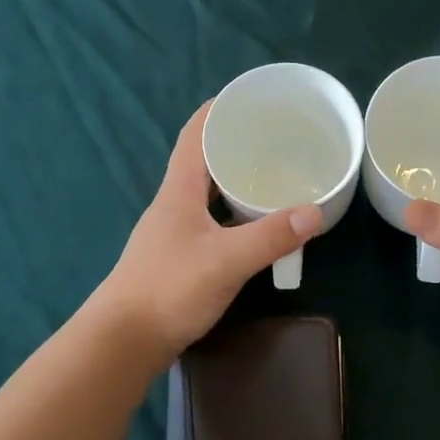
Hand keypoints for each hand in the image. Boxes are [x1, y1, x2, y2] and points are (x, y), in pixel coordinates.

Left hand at [95, 102, 323, 360]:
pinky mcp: (178, 257)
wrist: (124, 341)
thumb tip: (315, 212)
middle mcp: (173, 204)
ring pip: (208, 193)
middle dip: (235, 144)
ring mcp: (173, 232)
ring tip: (272, 175)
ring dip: (235, 180)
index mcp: (179, 191)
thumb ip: (270, 236)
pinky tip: (255, 225)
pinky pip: (211, 220)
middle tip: (275, 138)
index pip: (193, 135)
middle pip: (202, 161)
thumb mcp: (226, 260)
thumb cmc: (169, 289)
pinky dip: (234, 213)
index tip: (246, 97)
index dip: (216, 111)